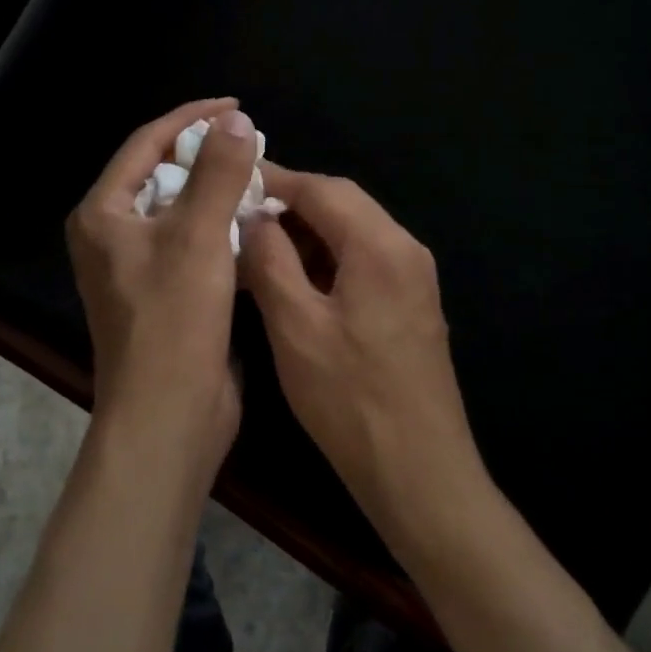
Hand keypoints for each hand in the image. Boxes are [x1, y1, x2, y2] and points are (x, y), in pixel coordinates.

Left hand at [66, 98, 258, 476]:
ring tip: (259, 177)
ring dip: (216, 193)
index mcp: (103, 214)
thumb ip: (218, 173)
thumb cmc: (174, 321)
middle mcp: (111, 236)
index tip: (236, 106)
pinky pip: (190, 244)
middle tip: (251, 143)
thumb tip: (236, 120)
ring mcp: (135, 268)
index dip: (190, 119)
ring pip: (178, 211)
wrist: (168, 416)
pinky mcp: (162, 294)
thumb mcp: (198, 236)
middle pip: (160, 176)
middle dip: (205, 156)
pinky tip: (254, 223)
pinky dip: (219, 228)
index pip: (146, 144)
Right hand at [241, 166, 489, 552]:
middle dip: (289, 203)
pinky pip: (363, 260)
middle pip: (342, 203)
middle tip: (238, 211)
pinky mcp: (410, 305)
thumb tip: (253, 218)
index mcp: (380, 246)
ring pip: (352, 232)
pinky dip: (325, 257)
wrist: (420, 472)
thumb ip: (270, 260)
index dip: (274, 180)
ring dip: (306, 231)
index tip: (230, 179)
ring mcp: (413, 278)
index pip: (322, 188)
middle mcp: (405, 249)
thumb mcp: (294, 326)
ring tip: (256, 243)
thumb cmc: (350, 399)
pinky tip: (292, 277)